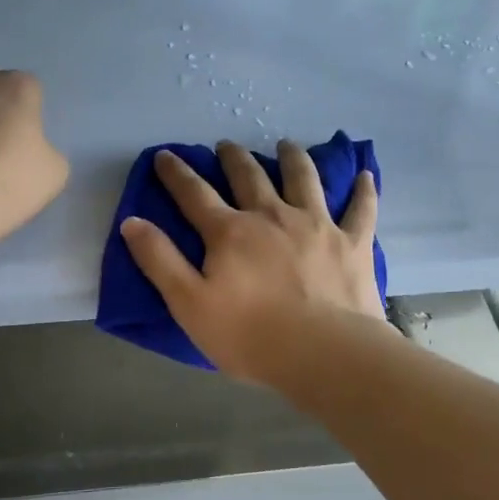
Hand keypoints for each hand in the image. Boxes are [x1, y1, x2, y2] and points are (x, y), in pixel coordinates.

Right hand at [121, 139, 386, 381]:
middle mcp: (272, 216)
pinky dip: (363, 190)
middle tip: (226, 145)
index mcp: (231, 232)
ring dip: (293, 158)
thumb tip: (132, 221)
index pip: (195, 194)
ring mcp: (317, 224)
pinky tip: (366, 175)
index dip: (177, 173)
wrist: (325, 354)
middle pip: (250, 176)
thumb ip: (160, 260)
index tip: (166, 155)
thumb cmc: (251, 336)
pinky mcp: (352, 242)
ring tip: (286, 144)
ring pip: (303, 178)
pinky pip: (361, 208)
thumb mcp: (189, 304)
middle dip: (234, 157)